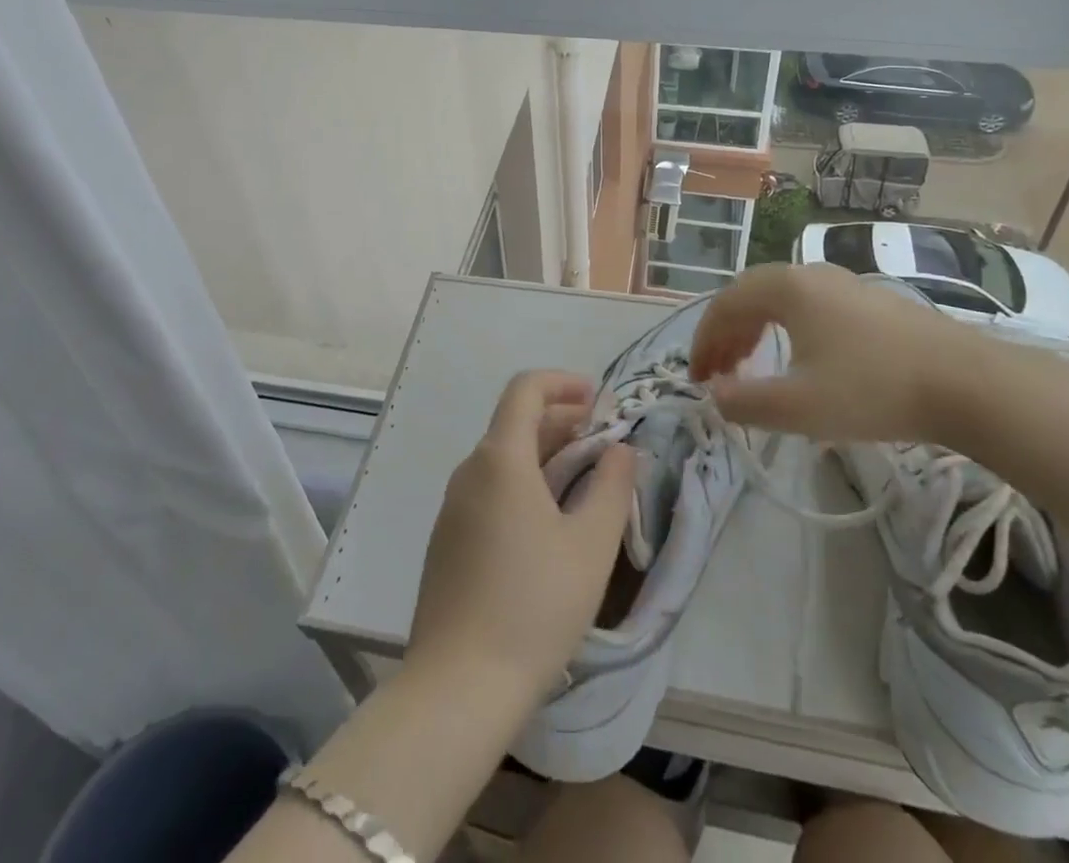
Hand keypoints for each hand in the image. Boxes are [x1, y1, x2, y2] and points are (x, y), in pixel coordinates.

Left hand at [407, 370, 634, 705]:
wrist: (459, 686)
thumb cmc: (534, 605)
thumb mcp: (591, 544)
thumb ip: (612, 485)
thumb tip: (620, 449)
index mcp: (500, 459)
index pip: (525, 390)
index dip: (563, 382)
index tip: (599, 398)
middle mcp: (469, 471)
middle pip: (514, 422)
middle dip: (562, 420)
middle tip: (603, 440)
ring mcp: (452, 507)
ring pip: (502, 457)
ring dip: (544, 453)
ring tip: (584, 478)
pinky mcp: (447, 540)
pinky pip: (489, 488)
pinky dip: (523, 482)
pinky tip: (549, 519)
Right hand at [688, 263, 999, 442]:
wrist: (967, 383)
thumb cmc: (872, 390)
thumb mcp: (798, 407)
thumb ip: (744, 402)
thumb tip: (713, 396)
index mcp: (786, 287)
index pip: (725, 305)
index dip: (703, 342)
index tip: (697, 379)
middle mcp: (810, 273)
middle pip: (750, 295)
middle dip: (727, 334)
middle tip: (719, 373)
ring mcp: (845, 283)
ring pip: (781, 299)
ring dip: (756, 331)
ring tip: (751, 366)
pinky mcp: (871, 301)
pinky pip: (810, 306)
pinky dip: (787, 329)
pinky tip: (801, 360)